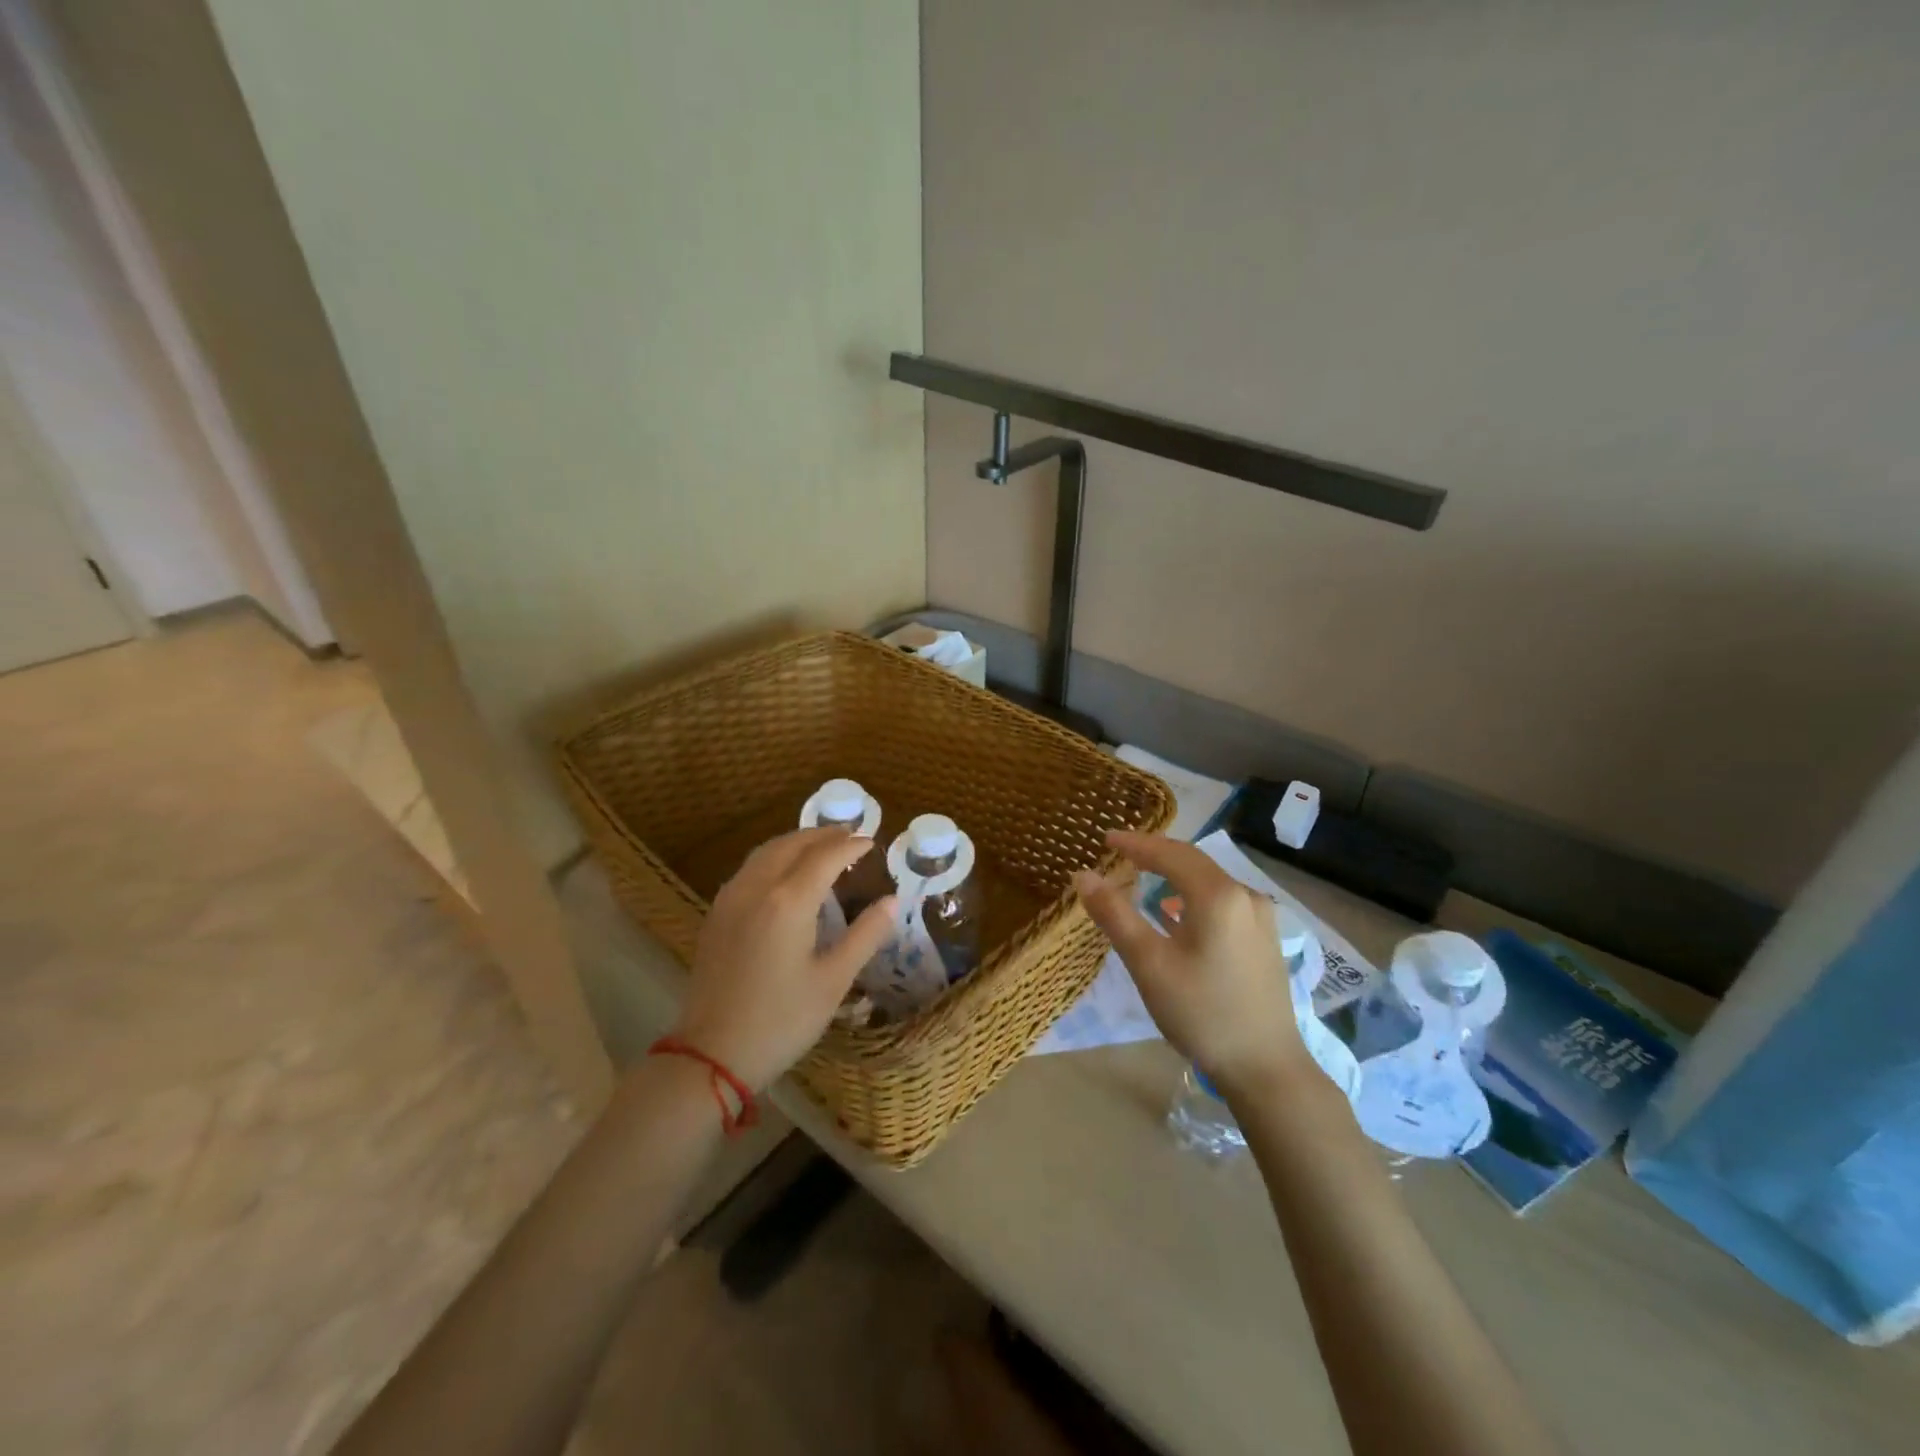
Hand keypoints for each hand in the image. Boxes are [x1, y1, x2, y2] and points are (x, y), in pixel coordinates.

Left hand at [673, 827, 894, 1091]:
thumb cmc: (781, 1021)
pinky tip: (785, 873)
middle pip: (792, 844)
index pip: (826, 856)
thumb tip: (892, 901)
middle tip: (850, 836)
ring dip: (796, 842)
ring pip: (766, 852)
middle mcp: (756, 888)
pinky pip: (749, 868)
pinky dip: (774, 857)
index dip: (851, 846)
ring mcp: (730, 899)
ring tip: (821, 847)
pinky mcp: (716, 915)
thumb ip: (866, 935)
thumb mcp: (834, 981)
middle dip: (823, 835)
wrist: (711, 1055)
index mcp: (788, 901)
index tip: (872, 842)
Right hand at [1073, 831, 1308, 1097]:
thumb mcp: (1149, 964)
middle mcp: (1245, 895)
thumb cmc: (1202, 1013)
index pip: (1170, 853)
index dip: (1136, 843)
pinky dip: (1193, 895)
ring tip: (1143, 877)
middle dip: (1155, 854)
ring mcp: (1261, 917)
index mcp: (1217, 895)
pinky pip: (1223, 900)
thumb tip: (1083, 875)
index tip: (1105, 837)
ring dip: (1175, 874)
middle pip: (1193, 861)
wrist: (1267, 1069)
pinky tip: (1177, 912)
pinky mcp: (1265, 939)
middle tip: (1120, 852)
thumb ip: (1115, 914)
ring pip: (1210, 880)